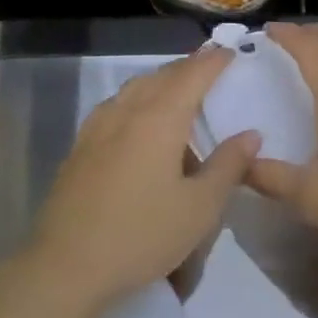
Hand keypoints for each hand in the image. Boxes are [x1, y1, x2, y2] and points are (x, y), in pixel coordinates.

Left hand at [25, 46, 258, 317]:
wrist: (67, 264)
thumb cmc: (141, 235)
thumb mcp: (199, 209)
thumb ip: (227, 166)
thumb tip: (251, 135)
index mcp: (160, 118)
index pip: (193, 75)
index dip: (214, 61)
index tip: (231, 52)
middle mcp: (128, 109)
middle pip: (163, 75)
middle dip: (188, 68)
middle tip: (210, 69)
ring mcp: (99, 125)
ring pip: (136, 87)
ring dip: (161, 82)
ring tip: (179, 94)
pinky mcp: (81, 144)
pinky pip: (117, 105)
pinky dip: (137, 100)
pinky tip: (139, 122)